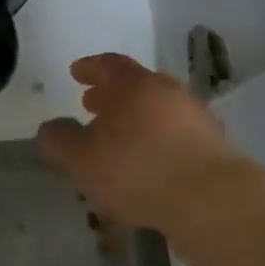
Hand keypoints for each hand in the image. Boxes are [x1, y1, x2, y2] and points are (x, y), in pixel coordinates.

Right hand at [37, 54, 245, 233]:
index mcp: (136, 85)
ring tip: (118, 142)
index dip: (90, 67)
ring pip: (158, 112)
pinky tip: (148, 167)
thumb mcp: (83, 159)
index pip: (109, 64)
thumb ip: (60, 141)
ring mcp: (197, 119)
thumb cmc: (138, 170)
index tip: (76, 73)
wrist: (212, 201)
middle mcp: (169, 92)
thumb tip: (50, 129)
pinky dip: (157, 143)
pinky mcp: (214, 148)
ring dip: (136, 121)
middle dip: (112, 96)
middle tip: (92, 106)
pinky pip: (176, 137)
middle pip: (137, 86)